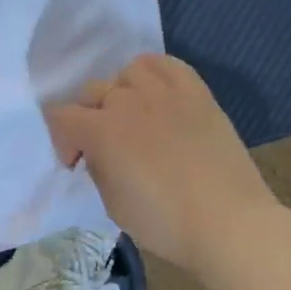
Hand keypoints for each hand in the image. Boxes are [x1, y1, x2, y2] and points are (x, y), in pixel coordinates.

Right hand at [45, 54, 280, 273]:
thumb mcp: (112, 203)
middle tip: (103, 147)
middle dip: (88, 118)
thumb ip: (98, 167)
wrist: (230, 224)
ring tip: (133, 116)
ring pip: (128, 73)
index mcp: (101, 131)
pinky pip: (168, 65)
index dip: (61, 140)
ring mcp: (166, 93)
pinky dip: (155, 75)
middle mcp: (128, 102)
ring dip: (122, 92)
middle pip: (92, 91)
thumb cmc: (165, 223)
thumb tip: (100, 152)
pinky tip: (158, 97)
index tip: (75, 163)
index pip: (60, 116)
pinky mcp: (198, 94)